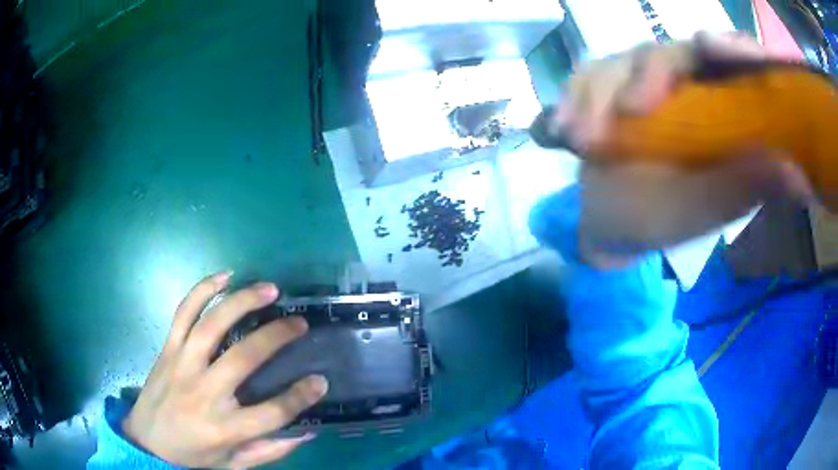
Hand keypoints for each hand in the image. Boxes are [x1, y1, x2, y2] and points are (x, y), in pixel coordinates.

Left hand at [122, 272, 327, 467]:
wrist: (147, 442)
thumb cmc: (194, 456)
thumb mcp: (235, 464)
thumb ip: (270, 451)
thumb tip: (307, 432)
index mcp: (225, 428)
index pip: (272, 412)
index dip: (301, 396)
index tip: (321, 381)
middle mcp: (204, 392)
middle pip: (244, 358)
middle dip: (277, 336)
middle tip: (299, 322)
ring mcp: (182, 365)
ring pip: (212, 325)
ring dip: (242, 302)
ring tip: (269, 289)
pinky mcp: (168, 349)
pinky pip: (183, 313)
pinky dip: (202, 291)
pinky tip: (224, 277)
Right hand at [546, 33, 813, 267]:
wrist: (608, 226)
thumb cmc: (659, 221)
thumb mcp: (703, 209)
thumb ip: (746, 187)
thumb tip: (799, 176)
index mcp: (720, 111)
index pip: (732, 61)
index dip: (729, 46)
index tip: (711, 46)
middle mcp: (686, 87)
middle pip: (669, 51)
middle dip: (646, 76)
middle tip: (628, 115)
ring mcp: (642, 83)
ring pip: (621, 60)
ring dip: (597, 96)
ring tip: (578, 141)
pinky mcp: (606, 87)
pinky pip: (585, 76)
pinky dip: (571, 100)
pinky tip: (557, 132)